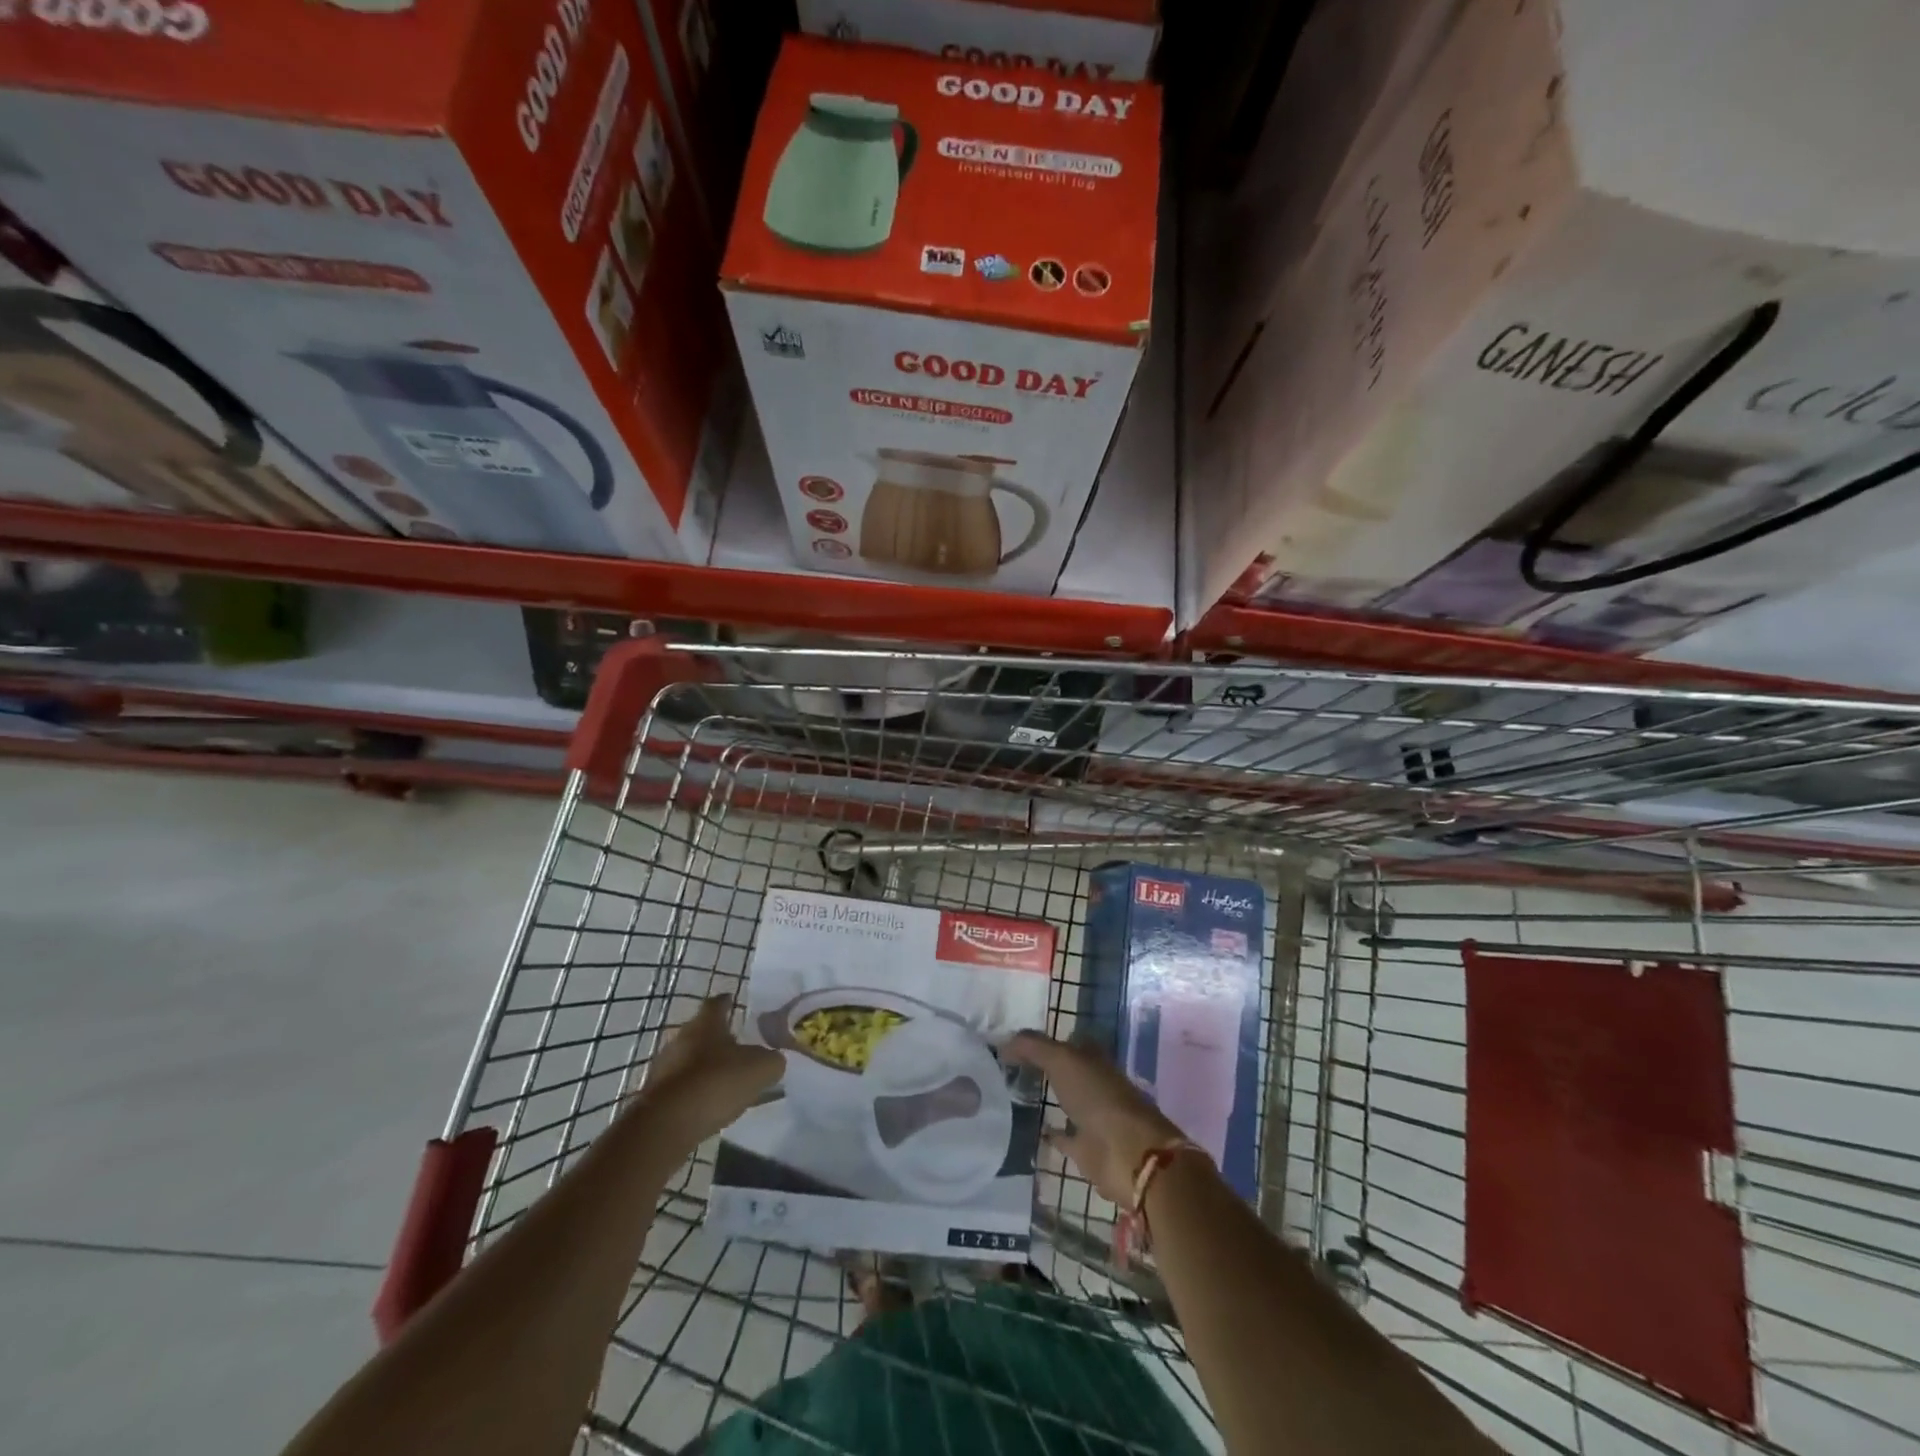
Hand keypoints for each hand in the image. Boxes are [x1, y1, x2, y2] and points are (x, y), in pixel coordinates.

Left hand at [642, 995, 782, 1149]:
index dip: (727, 1002)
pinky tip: (708, 1103)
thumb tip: (774, 1060)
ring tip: (725, 1079)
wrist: (666, 1125)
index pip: (717, 1003)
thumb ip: (772, 1060)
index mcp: (706, 1023)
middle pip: (701, 1031)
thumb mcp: (760, 1069)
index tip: (734, 1001)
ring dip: (705, 1066)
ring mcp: (664, 1067)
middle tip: (738, 1046)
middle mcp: (681, 1038)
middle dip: (718, 1038)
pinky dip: (694, 1090)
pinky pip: (680, 1086)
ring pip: (689, 1059)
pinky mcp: (654, 1096)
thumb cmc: (716, 1083)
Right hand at [1005, 1032, 1185, 1207]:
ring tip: (1015, 1095)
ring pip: (1066, 1102)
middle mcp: (1094, 1083)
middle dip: (1044, 1067)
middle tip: (1009, 1067)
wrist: (1128, 1153)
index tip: (1015, 1042)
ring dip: (1048, 1099)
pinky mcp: (1087, 1149)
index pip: (1066, 1041)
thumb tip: (1003, 1043)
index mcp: (1093, 1058)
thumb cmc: (1098, 1097)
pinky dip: (1052, 1135)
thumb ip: (1032, 1047)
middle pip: (1066, 1070)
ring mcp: (1092, 1117)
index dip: (1043, 1040)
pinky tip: (1032, 1130)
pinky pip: (1065, 1138)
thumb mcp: (1062, 1060)